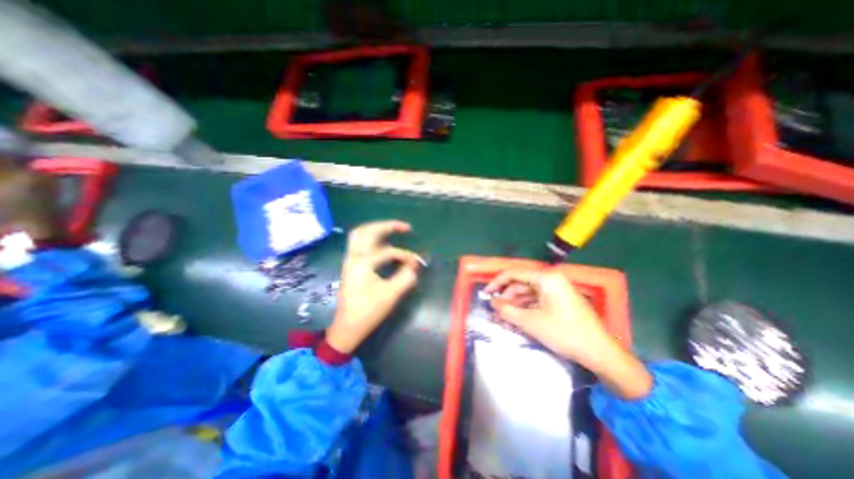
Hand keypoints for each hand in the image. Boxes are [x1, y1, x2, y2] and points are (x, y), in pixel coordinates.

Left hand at [326, 220, 421, 351]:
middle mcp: (353, 257)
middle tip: (405, 227)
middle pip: (366, 230)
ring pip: (359, 235)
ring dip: (377, 229)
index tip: (416, 264)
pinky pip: (358, 243)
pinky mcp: (350, 266)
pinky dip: (371, 238)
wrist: (346, 328)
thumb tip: (415, 265)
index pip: (388, 251)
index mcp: (362, 263)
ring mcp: (349, 261)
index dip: (405, 255)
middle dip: (387, 225)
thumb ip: (406, 277)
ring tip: (393, 230)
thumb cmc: (368, 312)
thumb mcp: (390, 295)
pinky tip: (382, 243)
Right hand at [487, 265, 655, 400]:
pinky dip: (525, 308)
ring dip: (514, 304)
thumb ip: (507, 310)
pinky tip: (517, 319)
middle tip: (495, 311)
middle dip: (506, 297)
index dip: (497, 282)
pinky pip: (537, 300)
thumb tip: (492, 303)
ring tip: (503, 317)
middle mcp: (551, 279)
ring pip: (528, 293)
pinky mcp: (560, 301)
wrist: (601, 352)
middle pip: (521, 283)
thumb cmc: (564, 333)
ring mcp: (557, 290)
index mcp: (546, 278)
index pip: (514, 273)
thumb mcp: (531, 322)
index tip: (485, 293)